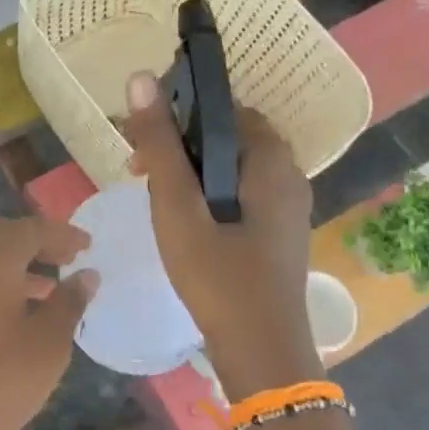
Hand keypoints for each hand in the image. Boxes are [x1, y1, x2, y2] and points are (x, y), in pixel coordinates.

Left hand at [0, 217, 96, 429]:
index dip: (60, 234)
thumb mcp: (48, 345)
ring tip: (51, 288)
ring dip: (16, 264)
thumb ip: (69, 304)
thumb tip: (86, 275)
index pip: (28, 230)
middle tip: (67, 258)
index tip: (88, 245)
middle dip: (34, 241)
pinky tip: (18, 315)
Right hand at [124, 71, 319, 398]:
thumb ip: (160, 144)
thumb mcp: (177, 207)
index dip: (179, 112)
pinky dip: (208, 191)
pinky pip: (241, 191)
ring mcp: (288, 206)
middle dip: (181, 143)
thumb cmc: (216, 276)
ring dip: (192, 169)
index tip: (142, 138)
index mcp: (270, 161)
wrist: (261, 352)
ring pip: (233, 166)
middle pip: (229, 136)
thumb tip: (140, 78)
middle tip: (140, 169)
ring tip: (155, 195)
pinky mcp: (279, 232)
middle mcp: (288, 175)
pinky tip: (183, 219)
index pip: (224, 108)